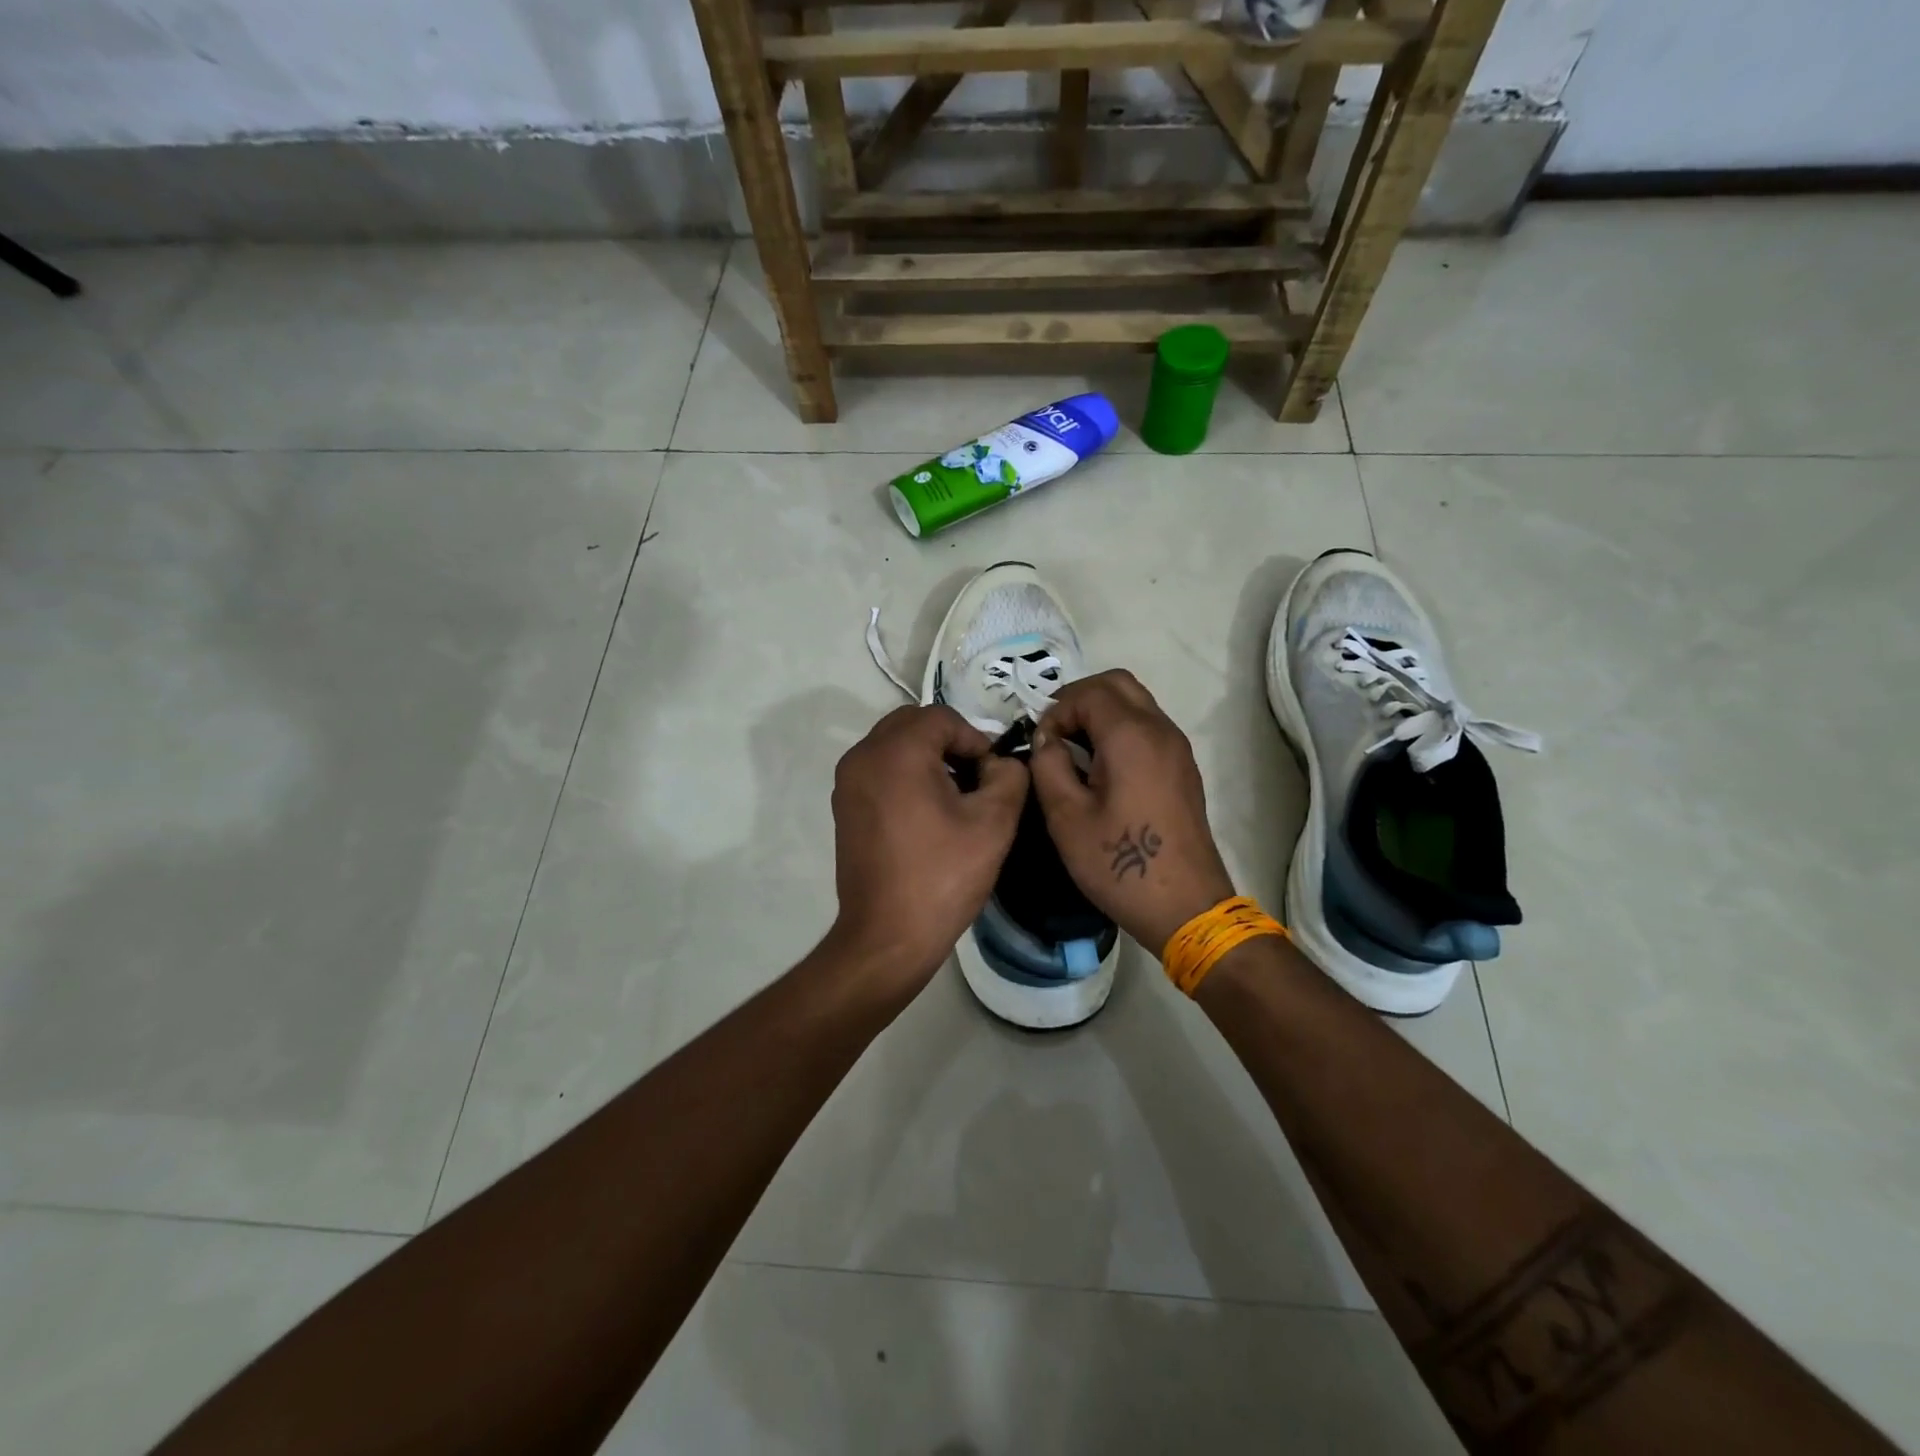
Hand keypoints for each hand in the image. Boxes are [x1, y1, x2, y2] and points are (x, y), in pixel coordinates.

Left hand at [826, 704, 1029, 998]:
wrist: (887, 936)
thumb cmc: (942, 876)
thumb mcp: (993, 823)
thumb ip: (1009, 777)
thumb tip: (1001, 763)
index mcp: (896, 752)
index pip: (942, 718)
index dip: (975, 739)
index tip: (993, 775)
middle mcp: (863, 756)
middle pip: (913, 724)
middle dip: (949, 742)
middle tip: (976, 778)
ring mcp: (847, 782)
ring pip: (893, 745)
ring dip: (926, 756)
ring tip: (955, 796)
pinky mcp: (844, 806)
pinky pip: (879, 769)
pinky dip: (905, 774)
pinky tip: (927, 813)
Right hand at [1028, 671, 1235, 954]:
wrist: (1185, 906)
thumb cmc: (1120, 864)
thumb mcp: (1066, 817)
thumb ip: (1048, 765)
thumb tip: (1046, 739)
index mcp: (1131, 736)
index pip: (1087, 693)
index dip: (1056, 711)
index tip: (1041, 746)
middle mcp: (1160, 729)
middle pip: (1117, 683)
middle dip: (1079, 699)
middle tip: (1055, 734)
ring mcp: (1177, 747)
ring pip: (1136, 702)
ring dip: (1101, 712)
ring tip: (1074, 751)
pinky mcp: (1183, 767)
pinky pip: (1148, 726)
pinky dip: (1120, 728)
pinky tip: (1101, 768)